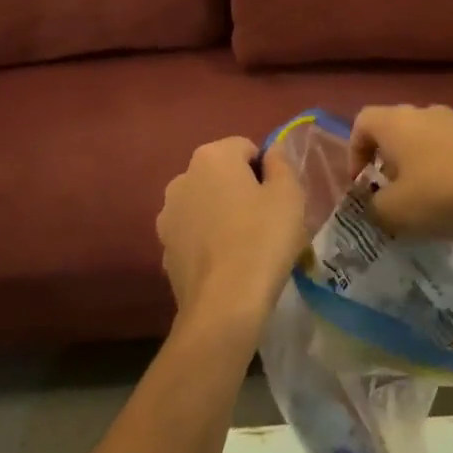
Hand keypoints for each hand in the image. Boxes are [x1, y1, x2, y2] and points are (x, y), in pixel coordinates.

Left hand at [156, 138, 307, 334]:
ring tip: (245, 246)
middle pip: (221, 174)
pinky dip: (207, 240)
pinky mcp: (163, 247)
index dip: (266, 172)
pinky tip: (225, 265)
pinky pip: (193, 233)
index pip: (246, 148)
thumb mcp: (289, 195)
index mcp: (212, 156)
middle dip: (241, 190)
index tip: (277, 200)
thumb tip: (271, 151)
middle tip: (265, 221)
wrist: (223, 304)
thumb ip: (281, 164)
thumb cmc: (262, 239)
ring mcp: (167, 214)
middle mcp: (182, 177)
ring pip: (204, 203)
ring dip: (221, 214)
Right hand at [349, 105, 452, 235]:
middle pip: (393, 131)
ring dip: (417, 168)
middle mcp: (423, 112)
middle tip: (391, 197)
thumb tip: (374, 205)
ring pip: (424, 141)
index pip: (361, 124)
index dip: (354, 153)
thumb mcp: (396, 212)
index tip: (362, 185)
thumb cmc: (444, 194)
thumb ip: (373, 208)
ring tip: (425, 203)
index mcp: (395, 122)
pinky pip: (451, 150)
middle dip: (387, 164)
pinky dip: (445, 171)